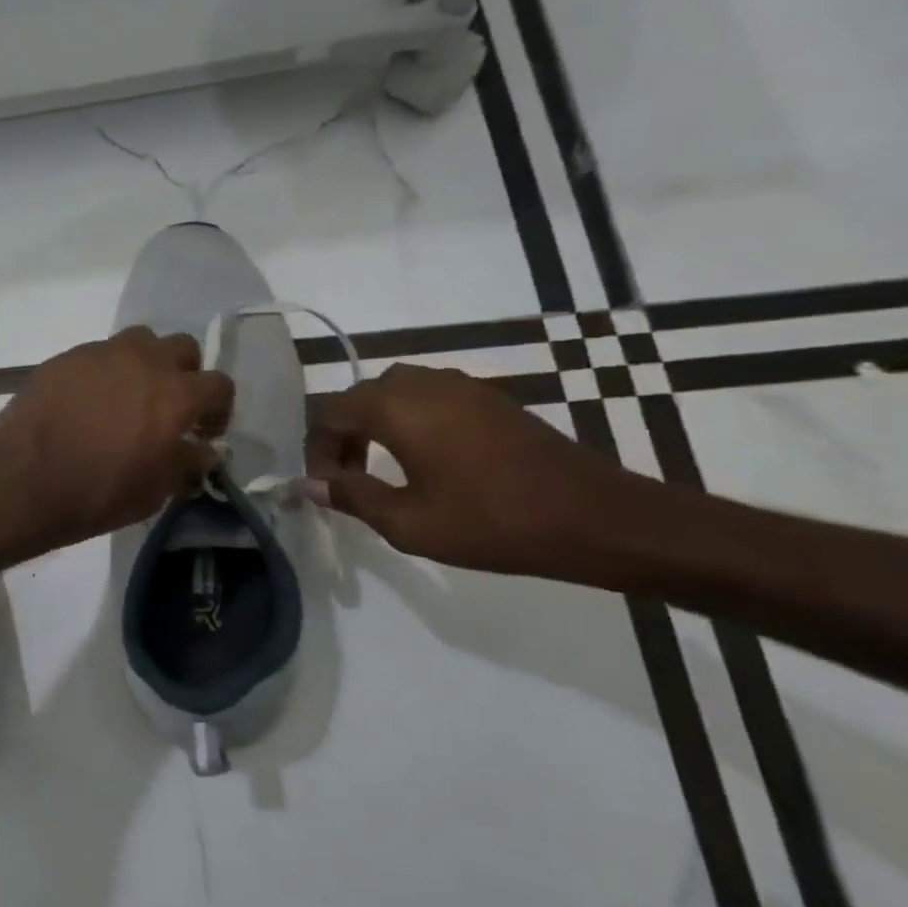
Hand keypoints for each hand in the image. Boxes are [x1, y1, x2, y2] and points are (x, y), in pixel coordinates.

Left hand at [0, 326, 234, 551]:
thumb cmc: (96, 494)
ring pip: (140, 340)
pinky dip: (105, 371)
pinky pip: (99, 353)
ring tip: (129, 395)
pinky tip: (88, 402)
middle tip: (170, 407)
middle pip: (182, 348)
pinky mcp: (66, 357)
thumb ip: (185, 465)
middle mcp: (144, 361)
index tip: (203, 433)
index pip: (219, 384)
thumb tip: (202, 452)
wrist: (22, 479)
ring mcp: (101, 353)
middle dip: (184, 374)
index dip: (218, 409)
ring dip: (145, 362)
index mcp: (175, 395)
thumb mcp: (153, 493)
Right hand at [305, 362, 641, 577]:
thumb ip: (352, 496)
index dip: (317, 448)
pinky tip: (425, 458)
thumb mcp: (409, 522)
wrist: (595, 518)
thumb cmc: (492, 523)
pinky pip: (428, 396)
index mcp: (396, 408)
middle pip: (360, 397)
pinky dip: (409, 419)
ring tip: (381, 468)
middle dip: (343, 435)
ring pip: (394, 392)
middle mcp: (423, 384)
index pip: (330, 412)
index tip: (325, 486)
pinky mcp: (490, 398)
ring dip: (375, 424)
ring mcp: (461, 386)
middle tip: (347, 479)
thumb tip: (312, 484)